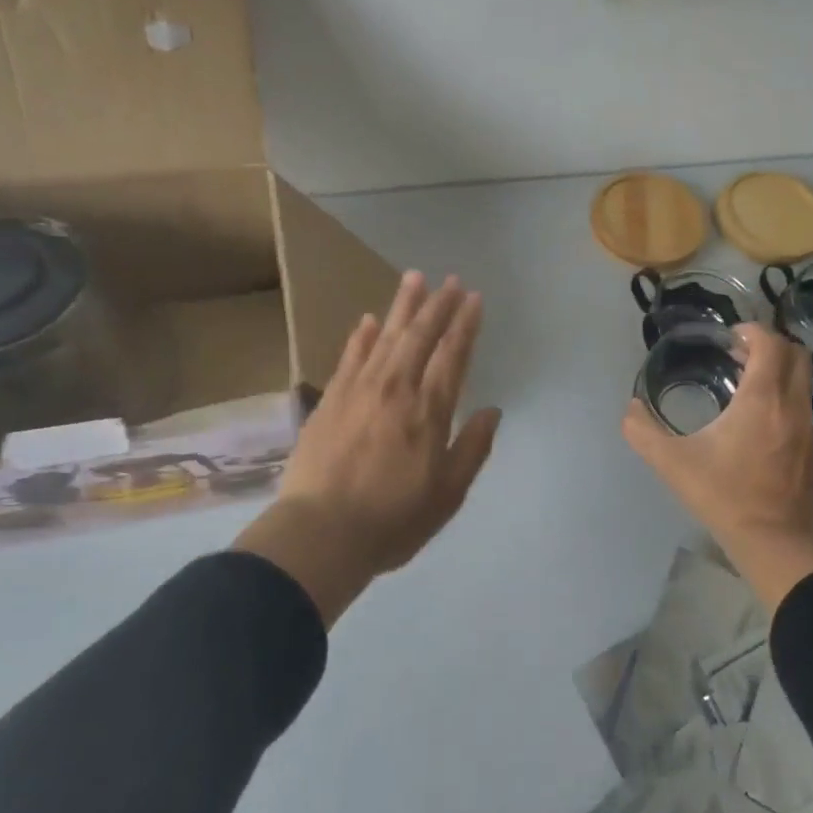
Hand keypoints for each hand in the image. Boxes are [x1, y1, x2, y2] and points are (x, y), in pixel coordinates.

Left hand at [237, 272, 500, 624]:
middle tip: (452, 280)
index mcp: (429, 411)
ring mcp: (360, 390)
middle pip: (420, 336)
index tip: (474, 299)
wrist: (320, 533)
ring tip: (414, 279)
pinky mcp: (331, 400)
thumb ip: (473, 448)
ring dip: (402, 307)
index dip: (465, 326)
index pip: (453, 356)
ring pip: (386, 337)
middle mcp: (397, 389)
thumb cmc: (393, 520)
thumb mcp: (448, 494)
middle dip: (438, 305)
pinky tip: (369, 320)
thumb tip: (492, 410)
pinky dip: (362, 336)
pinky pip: (350, 357)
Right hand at [623, 322, 812, 608]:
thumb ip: (643, 432)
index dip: (751, 331)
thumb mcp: (672, 463)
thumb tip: (631, 408)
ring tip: (743, 380)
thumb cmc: (724, 496)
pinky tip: (754, 414)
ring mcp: (806, 426)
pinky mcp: (810, 446)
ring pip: (802, 378)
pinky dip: (783, 391)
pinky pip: (801, 401)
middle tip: (737, 352)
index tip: (728, 338)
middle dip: (768, 344)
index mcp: (762, 399)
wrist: (774, 542)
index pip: (769, 343)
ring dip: (777, 368)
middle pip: (795, 353)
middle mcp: (791, 404)